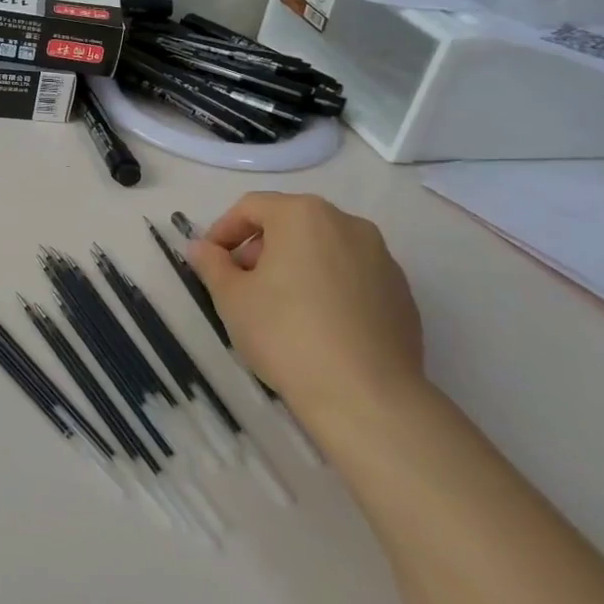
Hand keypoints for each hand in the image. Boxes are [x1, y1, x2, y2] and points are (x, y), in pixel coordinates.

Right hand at [187, 192, 422, 429]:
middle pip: (291, 223)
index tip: (210, 261)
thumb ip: (211, 263)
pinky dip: (328, 287)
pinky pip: (352, 276)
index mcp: (303, 215)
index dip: (223, 230)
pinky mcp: (402, 294)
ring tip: (278, 306)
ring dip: (295, 266)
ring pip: (324, 249)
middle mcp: (348, 224)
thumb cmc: (285, 333)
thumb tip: (201, 247)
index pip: (251, 207)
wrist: (366, 396)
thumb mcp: (231, 297)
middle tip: (241, 283)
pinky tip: (317, 324)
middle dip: (260, 247)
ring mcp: (382, 259)